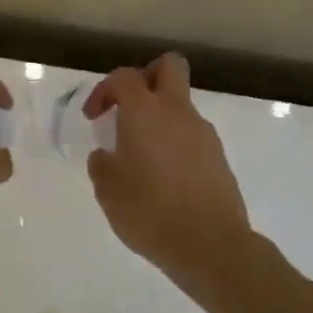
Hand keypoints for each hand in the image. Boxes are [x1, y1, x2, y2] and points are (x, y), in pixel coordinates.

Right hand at [84, 52, 251, 278]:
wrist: (210, 245)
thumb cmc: (149, 212)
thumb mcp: (108, 191)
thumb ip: (101, 165)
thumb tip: (106, 156)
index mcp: (145, 112)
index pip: (124, 77)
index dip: (104, 90)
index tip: (94, 117)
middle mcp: (177, 112)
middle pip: (169, 66)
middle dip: (147, 76)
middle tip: (129, 106)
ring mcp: (203, 133)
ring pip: (181, 104)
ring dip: (161, 117)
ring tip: (142, 155)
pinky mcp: (218, 157)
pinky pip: (192, 135)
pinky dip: (176, 143)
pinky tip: (164, 177)